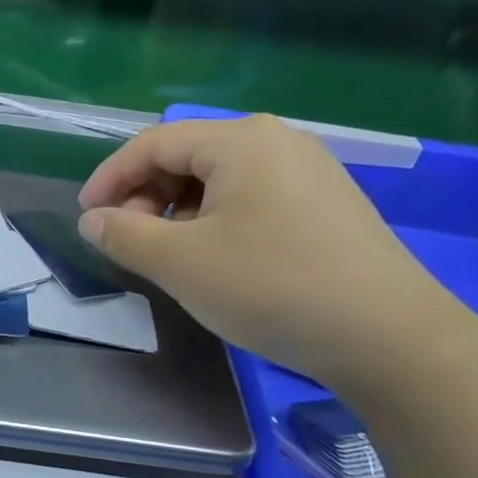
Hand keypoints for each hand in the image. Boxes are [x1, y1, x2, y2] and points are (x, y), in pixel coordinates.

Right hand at [76, 116, 464, 392]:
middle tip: (129, 239)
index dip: (110, 177)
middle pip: (187, 155)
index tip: (87, 217)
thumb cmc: (272, 286)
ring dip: (179, 209)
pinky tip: (217, 256)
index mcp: (240, 140)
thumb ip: (124, 235)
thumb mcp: (181, 263)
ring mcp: (309, 171)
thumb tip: (93, 220)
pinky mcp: (328, 203)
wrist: (390, 337)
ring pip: (219, 178)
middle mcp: (277, 141)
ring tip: (169, 252)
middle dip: (147, 195)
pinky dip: (216, 218)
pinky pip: (252, 195)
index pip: (153, 144)